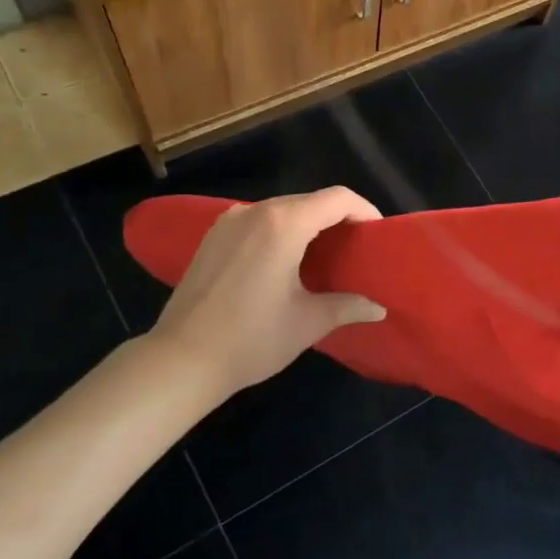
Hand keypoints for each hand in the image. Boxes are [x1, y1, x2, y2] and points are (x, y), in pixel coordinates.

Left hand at [148, 187, 386, 401]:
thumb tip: (378, 308)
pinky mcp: (212, 237)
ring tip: (323, 256)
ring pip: (282, 209)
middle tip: (355, 249)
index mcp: (284, 224)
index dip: (365, 210)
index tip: (377, 235)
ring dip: (308, 225)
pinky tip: (284, 262)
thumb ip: (348, 306)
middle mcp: (255, 212)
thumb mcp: (309, 322)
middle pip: (310, 201)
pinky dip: (280, 231)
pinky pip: (258, 221)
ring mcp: (229, 222)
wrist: (181, 360)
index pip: (338, 198)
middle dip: (338, 219)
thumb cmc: (252, 338)